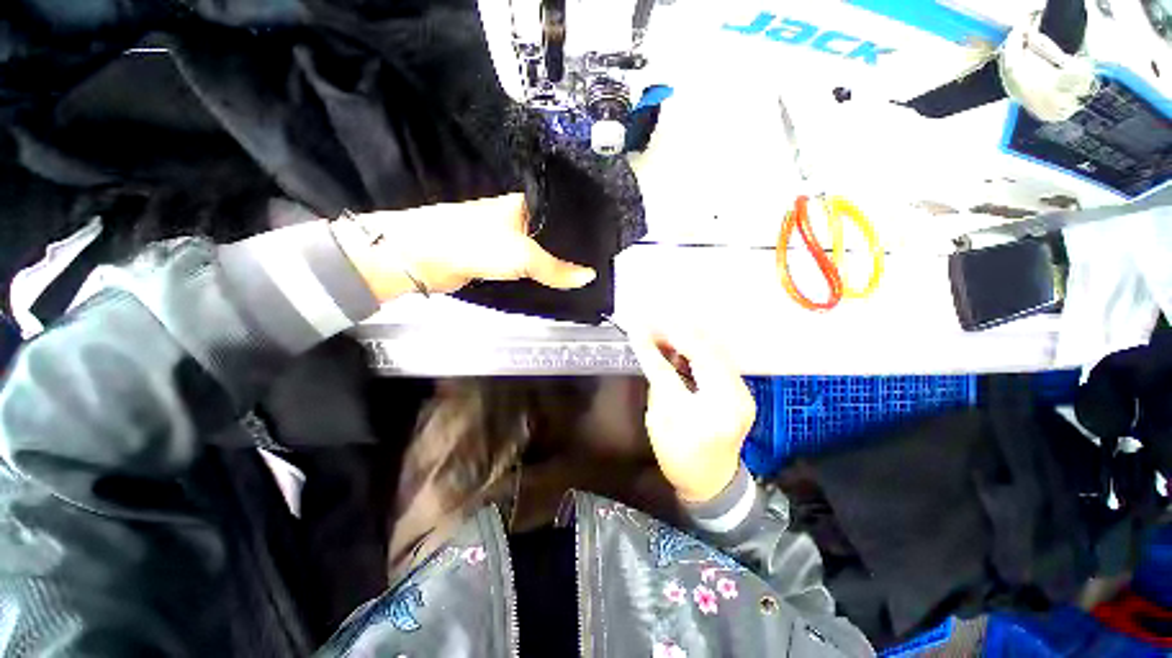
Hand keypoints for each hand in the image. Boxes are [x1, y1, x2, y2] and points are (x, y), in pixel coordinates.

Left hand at [336, 194, 595, 301]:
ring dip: (554, 264)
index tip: (602, 243)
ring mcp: (506, 239)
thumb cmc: (477, 244)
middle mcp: (517, 219)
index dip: (581, 228)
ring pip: (538, 252)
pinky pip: (525, 266)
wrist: (426, 258)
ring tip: (581, 275)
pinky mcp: (496, 258)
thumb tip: (589, 277)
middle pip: (551, 235)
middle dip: (570, 250)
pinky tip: (555, 281)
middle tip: (596, 264)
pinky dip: (538, 274)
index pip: (562, 213)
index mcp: (525, 205)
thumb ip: (556, 269)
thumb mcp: (523, 256)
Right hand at [627, 324, 755, 502]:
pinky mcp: (743, 392)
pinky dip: (701, 347)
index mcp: (701, 417)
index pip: (670, 373)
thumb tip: (652, 350)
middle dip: (675, 332)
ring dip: (689, 335)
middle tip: (653, 322)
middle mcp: (730, 401)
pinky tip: (684, 341)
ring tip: (666, 326)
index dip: (651, 348)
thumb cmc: (678, 457)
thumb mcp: (658, 421)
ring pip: (715, 351)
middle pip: (701, 353)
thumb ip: (657, 383)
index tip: (636, 328)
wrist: (711, 481)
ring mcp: (742, 395)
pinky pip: (720, 359)